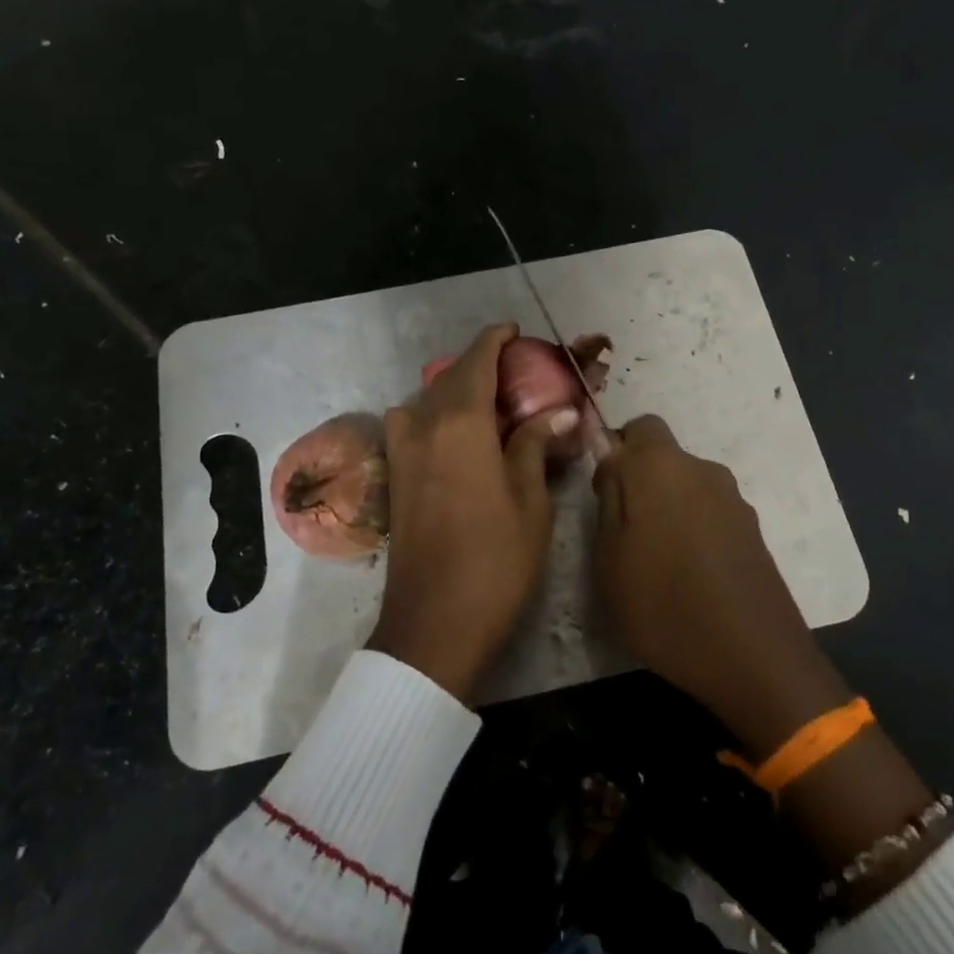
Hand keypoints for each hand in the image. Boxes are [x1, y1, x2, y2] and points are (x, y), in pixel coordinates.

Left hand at [367, 323, 580, 700]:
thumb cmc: (495, 561)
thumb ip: (534, 446)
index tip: (515, 331)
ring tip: (492, 408)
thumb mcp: (530, 501)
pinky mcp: (395, 478)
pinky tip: (464, 441)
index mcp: (459, 423)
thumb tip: (557, 413)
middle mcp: (422, 426)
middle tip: (518, 375)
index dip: (495, 340)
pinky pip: (414, 427)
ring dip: (457, 393)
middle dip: (481, 367)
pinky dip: (438, 418)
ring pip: (428, 402)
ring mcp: (401, 452)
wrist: (434, 623)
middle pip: (450, 379)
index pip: (476, 361)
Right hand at [591, 415, 851, 756]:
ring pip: (687, 487)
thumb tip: (610, 456)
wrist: (753, 658)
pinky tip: (691, 575)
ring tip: (658, 562)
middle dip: (641, 483)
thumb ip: (609, 495)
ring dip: (669, 508)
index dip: (617, 451)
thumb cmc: (663, 605)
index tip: (604, 491)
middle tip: (624, 535)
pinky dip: (695, 530)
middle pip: (664, 458)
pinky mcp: (754, 530)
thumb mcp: (609, 554)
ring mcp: (734, 499)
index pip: (638, 426)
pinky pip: (711, 513)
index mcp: (661, 466)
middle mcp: (702, 469)